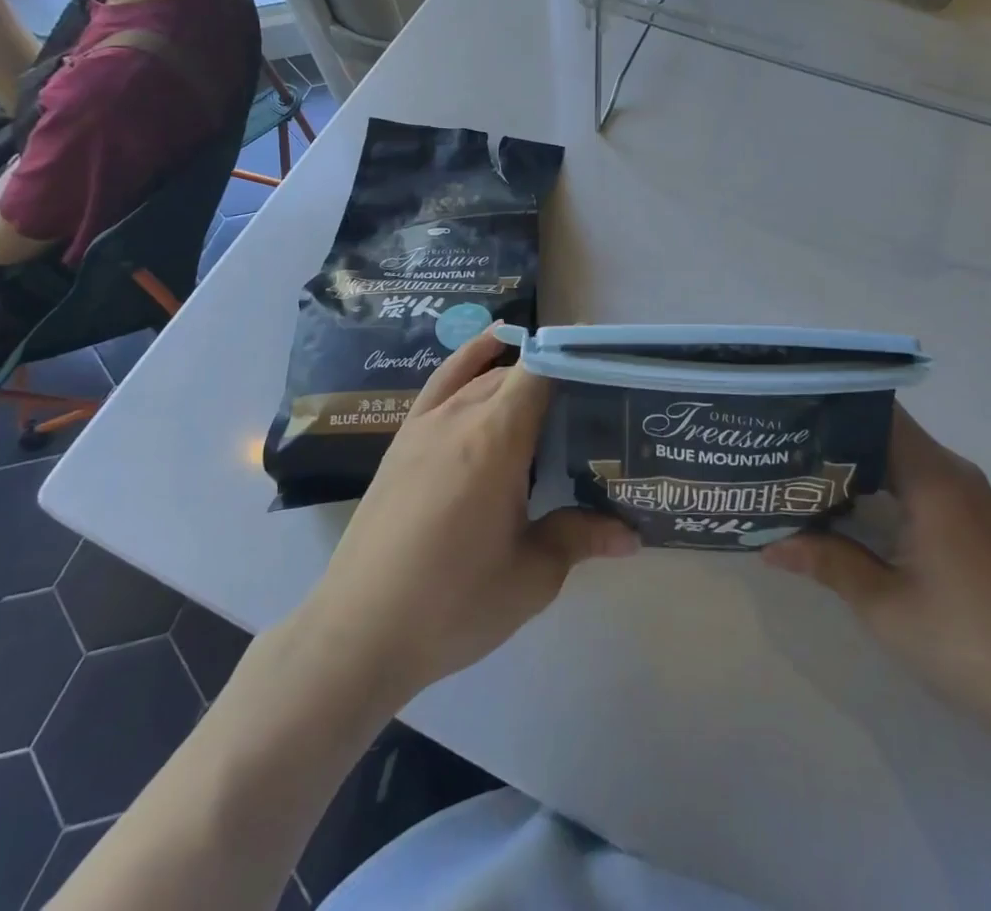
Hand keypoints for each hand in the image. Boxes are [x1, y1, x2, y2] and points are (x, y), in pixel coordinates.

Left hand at [299, 330, 636, 709]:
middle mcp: (460, 415)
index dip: (576, 359)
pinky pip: (442, 383)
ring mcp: (425, 424)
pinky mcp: (402, 440)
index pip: (541, 370)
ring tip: (554, 391)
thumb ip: (580, 538)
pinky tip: (487, 357)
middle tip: (593, 406)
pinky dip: (470, 361)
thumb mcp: (530, 576)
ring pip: (481, 376)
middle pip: (516, 373)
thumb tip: (631, 535)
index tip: (609, 370)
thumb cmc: (453, 604)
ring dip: (518, 375)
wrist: (359, 633)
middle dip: (556, 377)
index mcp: (496, 438)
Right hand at [764, 407, 990, 741]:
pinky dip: (882, 482)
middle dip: (835, 435)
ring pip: (902, 456)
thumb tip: (768, 545)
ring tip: (803, 470)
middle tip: (783, 443)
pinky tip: (849, 505)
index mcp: (934, 479)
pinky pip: (919, 479)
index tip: (789, 411)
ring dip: (858, 461)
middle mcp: (954, 473)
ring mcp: (969, 496)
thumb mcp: (883, 605)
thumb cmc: (966, 643)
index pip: (878, 413)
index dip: (833, 406)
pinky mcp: (974, 520)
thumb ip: (826, 561)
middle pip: (887, 431)